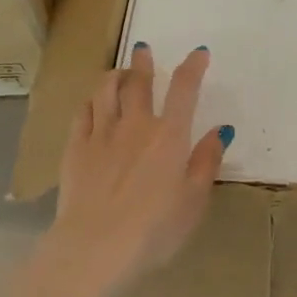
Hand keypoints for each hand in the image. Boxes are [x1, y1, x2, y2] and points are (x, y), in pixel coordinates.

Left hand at [43, 44, 230, 296]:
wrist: (96, 246)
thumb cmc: (155, 229)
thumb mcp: (194, 201)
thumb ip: (206, 162)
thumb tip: (221, 130)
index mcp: (170, 137)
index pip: (184, 90)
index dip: (193, 68)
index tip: (199, 54)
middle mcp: (135, 126)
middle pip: (139, 84)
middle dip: (144, 64)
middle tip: (143, 50)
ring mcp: (101, 135)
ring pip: (105, 91)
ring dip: (114, 76)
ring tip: (118, 72)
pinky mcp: (75, 149)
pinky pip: (82, 113)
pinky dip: (91, 101)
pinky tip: (92, 102)